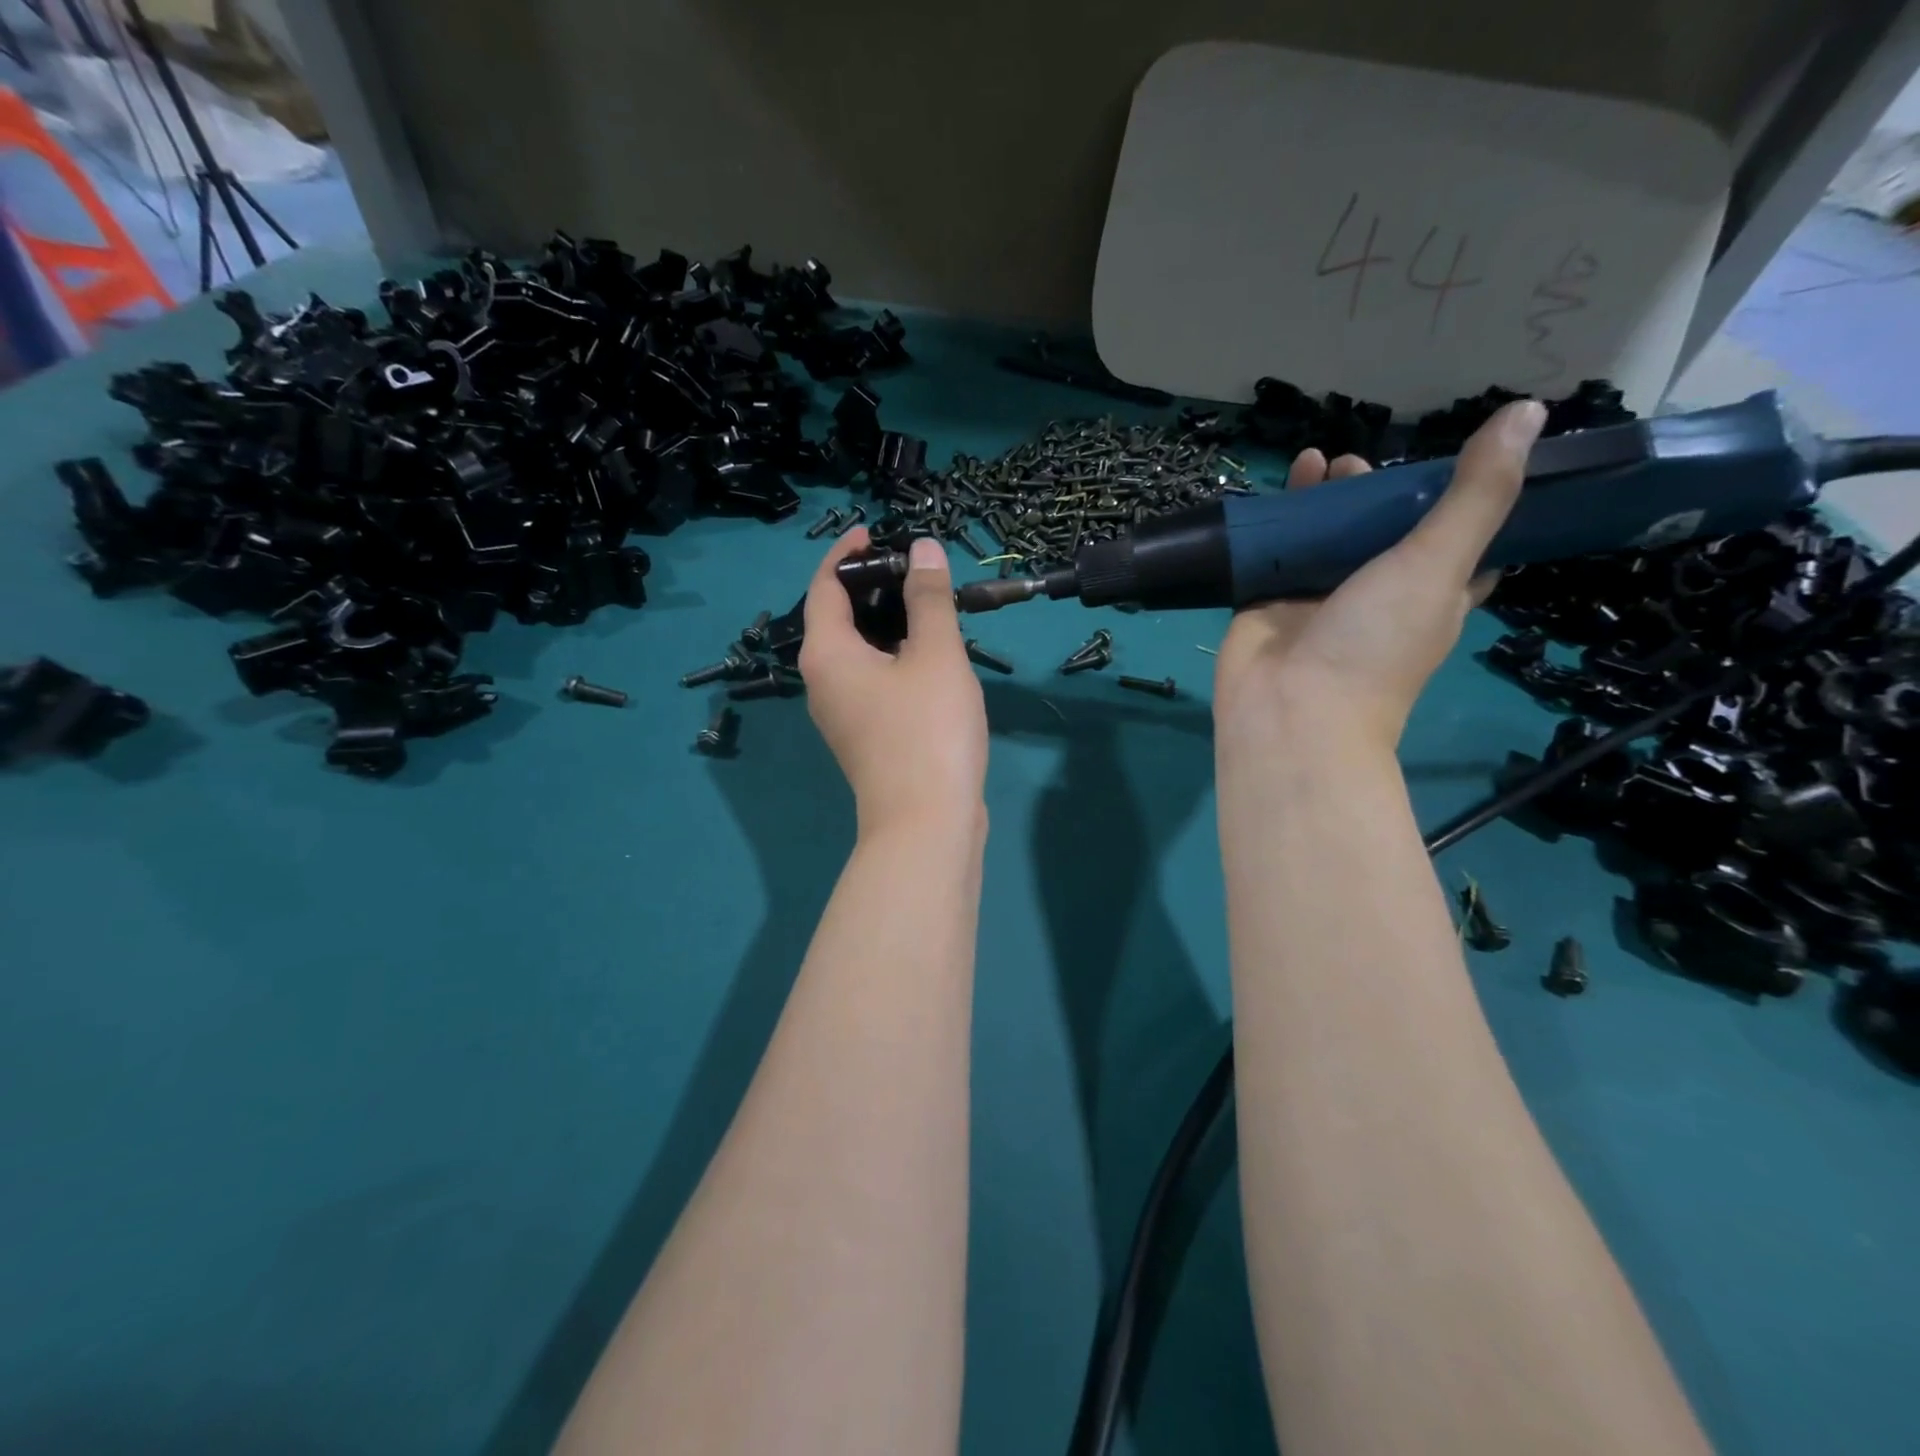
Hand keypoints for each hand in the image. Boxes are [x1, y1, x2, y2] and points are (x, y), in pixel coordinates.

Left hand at [801, 531, 988, 836]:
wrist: (927, 822)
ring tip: (930, 606)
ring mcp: (842, 714)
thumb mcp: (935, 654)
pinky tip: (932, 656)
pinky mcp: (865, 736)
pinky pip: (872, 680)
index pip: (823, 587)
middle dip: (872, 588)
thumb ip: (928, 598)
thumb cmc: (928, 730)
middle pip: (837, 619)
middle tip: (915, 569)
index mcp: (826, 654)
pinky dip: (894, 657)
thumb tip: (922, 549)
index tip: (874, 531)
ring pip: (858, 653)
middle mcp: (822, 682)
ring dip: (888, 625)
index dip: (846, 554)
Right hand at [1214, 399, 1545, 751]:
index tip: (1453, 459)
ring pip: (1324, 538)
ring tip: (1317, 461)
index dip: (1456, 500)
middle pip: (1379, 532)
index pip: (1456, 542)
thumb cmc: (1374, 646)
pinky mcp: (1267, 601)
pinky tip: (1278, 486)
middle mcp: (1375, 594)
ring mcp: (1316, 599)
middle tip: (1358, 463)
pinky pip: (1274, 553)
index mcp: (1430, 594)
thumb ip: (1477, 495)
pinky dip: (1275, 521)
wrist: (1289, 709)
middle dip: (1372, 493)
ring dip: (1322, 499)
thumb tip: (1528, 411)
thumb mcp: (1439, 565)